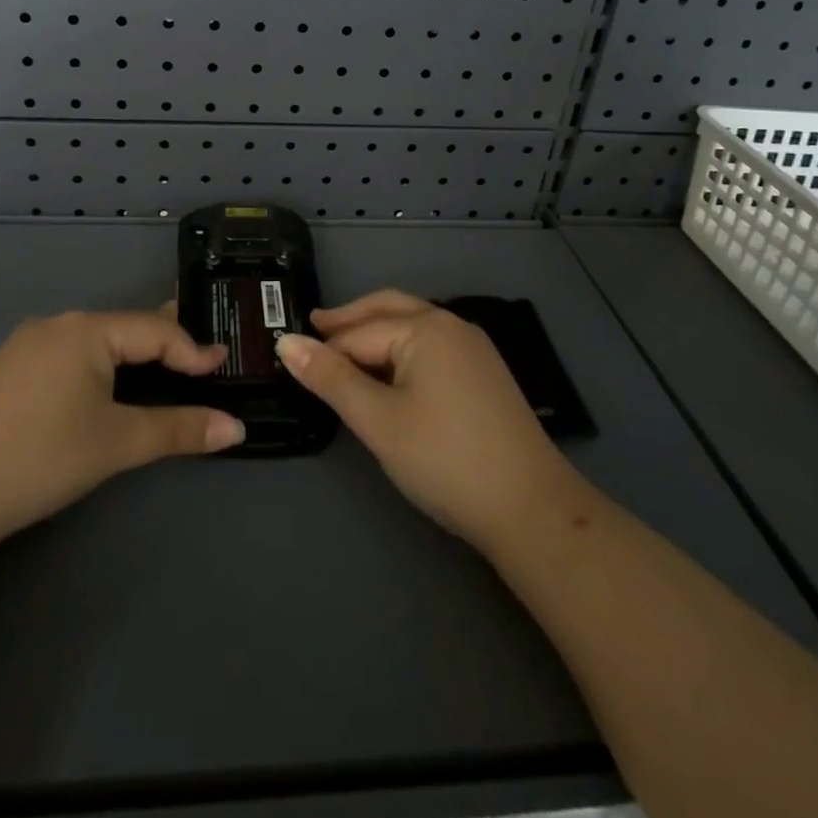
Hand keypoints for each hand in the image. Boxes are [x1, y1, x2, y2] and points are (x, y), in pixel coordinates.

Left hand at [0, 308, 243, 550]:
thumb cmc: (38, 458)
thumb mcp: (116, 443)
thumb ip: (178, 430)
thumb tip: (236, 428)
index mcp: (86, 330)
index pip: (155, 330)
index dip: (192, 350)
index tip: (223, 368)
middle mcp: (56, 325)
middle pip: (125, 328)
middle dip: (164, 343)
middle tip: (199, 359)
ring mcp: (26, 345)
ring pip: (95, 342)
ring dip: (131, 355)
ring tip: (161, 369)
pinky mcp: (7, 370)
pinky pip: (69, 355)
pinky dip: (99, 366)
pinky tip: (103, 387)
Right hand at [277, 291, 571, 552]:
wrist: (531, 508)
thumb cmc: (445, 460)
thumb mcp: (378, 420)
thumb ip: (331, 379)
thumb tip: (286, 342)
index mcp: (424, 327)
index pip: (358, 333)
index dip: (324, 348)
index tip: (290, 356)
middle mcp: (451, 324)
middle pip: (388, 309)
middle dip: (350, 320)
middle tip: (313, 331)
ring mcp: (473, 347)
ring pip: (411, 325)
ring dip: (375, 332)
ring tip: (344, 351)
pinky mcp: (484, 372)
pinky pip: (431, 344)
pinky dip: (401, 348)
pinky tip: (391, 372)